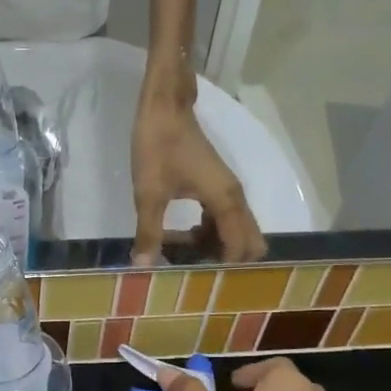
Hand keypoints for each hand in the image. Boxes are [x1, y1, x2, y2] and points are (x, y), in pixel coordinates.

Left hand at [131, 85, 266, 265]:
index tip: (199, 284)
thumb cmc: (159, 146)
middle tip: (192, 272)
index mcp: (225, 202)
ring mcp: (227, 190)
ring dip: (213, 246)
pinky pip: (221, 218)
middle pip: (247, 241)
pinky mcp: (216, 185)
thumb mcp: (149, 193)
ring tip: (178, 258)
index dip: (223, 270)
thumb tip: (143, 267)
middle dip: (224, 261)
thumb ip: (150, 232)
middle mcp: (235, 198)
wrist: (164, 106)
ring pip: (233, 230)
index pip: (240, 248)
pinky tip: (178, 238)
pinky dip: (207, 232)